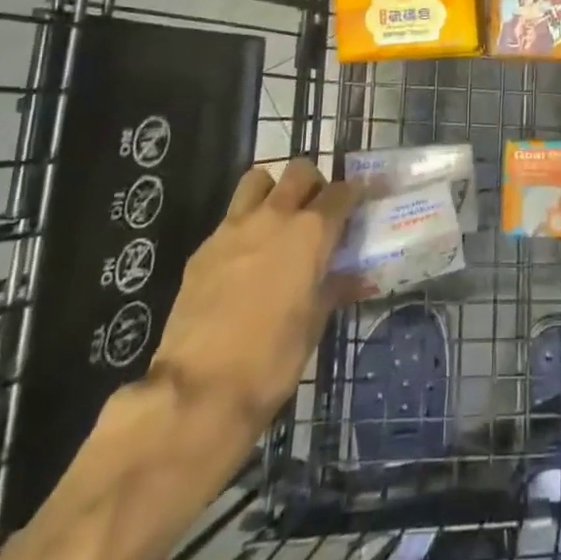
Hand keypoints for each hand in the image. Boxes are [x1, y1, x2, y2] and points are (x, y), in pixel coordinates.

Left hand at [148, 160, 360, 437]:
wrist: (199, 388)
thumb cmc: (273, 358)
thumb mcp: (315, 323)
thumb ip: (334, 287)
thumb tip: (354, 277)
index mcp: (311, 232)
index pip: (342, 192)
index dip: (355, 193)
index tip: (361, 201)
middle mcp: (275, 217)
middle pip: (300, 171)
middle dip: (314, 183)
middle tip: (318, 210)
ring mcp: (234, 228)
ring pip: (258, 180)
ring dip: (273, 191)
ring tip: (278, 221)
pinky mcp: (203, 248)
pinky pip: (230, 219)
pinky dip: (244, 226)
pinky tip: (245, 259)